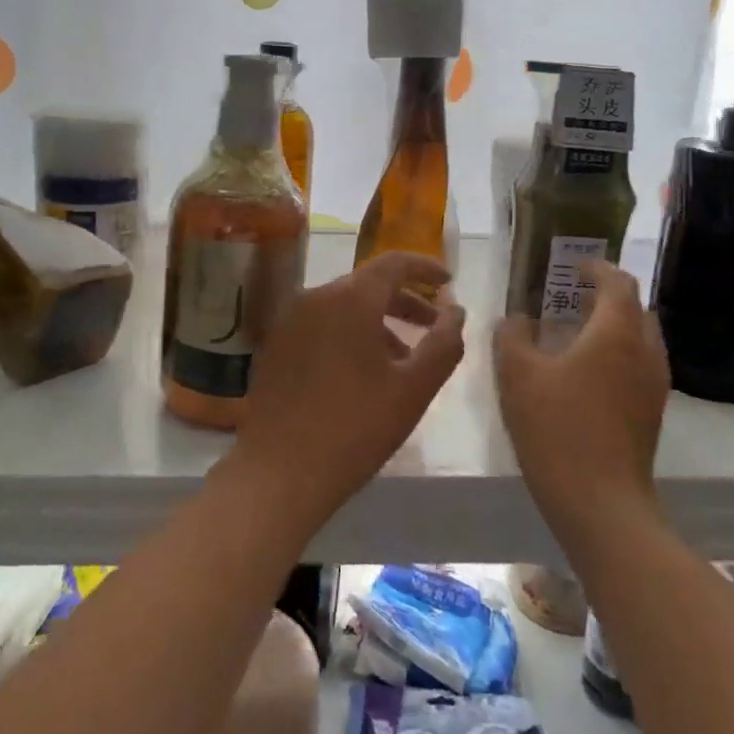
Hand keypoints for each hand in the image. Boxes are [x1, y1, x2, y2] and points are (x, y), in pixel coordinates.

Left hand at [227, 252, 466, 530]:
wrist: (280, 469)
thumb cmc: (355, 427)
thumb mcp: (413, 389)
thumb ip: (444, 343)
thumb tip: (456, 310)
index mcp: (349, 299)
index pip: (393, 263)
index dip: (425, 268)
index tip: (449, 282)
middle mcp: (315, 296)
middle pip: (368, 284)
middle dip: (405, 301)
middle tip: (434, 327)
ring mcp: (290, 319)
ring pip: (344, 306)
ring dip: (378, 322)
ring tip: (404, 359)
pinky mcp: (276, 343)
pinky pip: (321, 324)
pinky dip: (349, 333)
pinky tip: (363, 371)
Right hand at [493, 261, 669, 522]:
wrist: (600, 501)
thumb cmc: (556, 427)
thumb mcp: (517, 374)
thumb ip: (512, 335)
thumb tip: (517, 318)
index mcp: (616, 333)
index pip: (618, 283)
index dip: (597, 268)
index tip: (573, 265)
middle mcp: (644, 352)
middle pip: (637, 308)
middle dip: (608, 295)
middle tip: (571, 295)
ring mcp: (653, 385)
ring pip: (641, 338)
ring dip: (613, 325)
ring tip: (576, 330)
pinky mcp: (651, 412)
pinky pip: (638, 364)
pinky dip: (617, 352)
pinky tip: (584, 370)